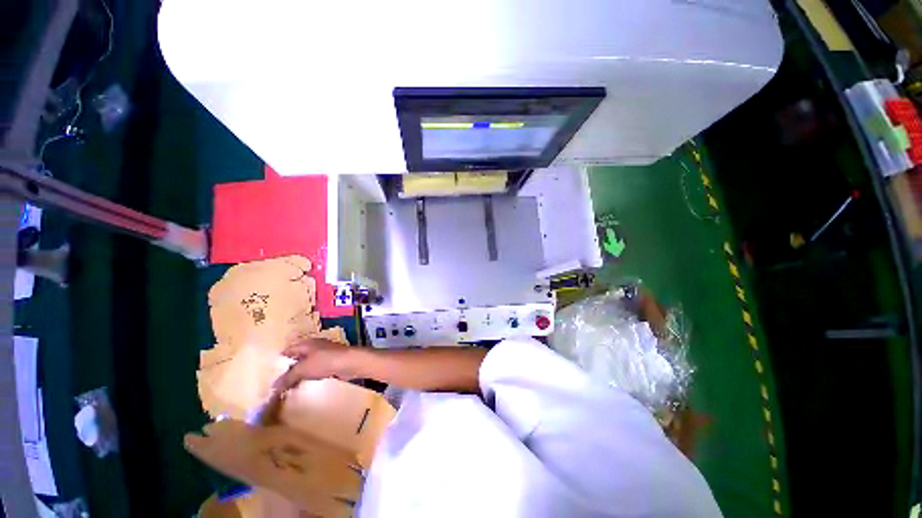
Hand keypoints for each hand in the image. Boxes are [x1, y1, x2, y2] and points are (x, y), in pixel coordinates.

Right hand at [272, 338, 353, 392]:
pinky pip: (317, 369)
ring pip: (308, 363)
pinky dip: (310, 375)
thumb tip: (273, 387)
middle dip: (290, 367)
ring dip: (300, 373)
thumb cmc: (325, 361)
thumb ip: (288, 377)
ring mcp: (325, 353)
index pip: (289, 349)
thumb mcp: (303, 369)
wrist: (350, 362)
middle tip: (278, 380)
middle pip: (299, 356)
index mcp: (307, 343)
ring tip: (289, 385)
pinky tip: (306, 383)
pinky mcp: (332, 362)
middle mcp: (315, 346)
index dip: (280, 357)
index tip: (271, 367)